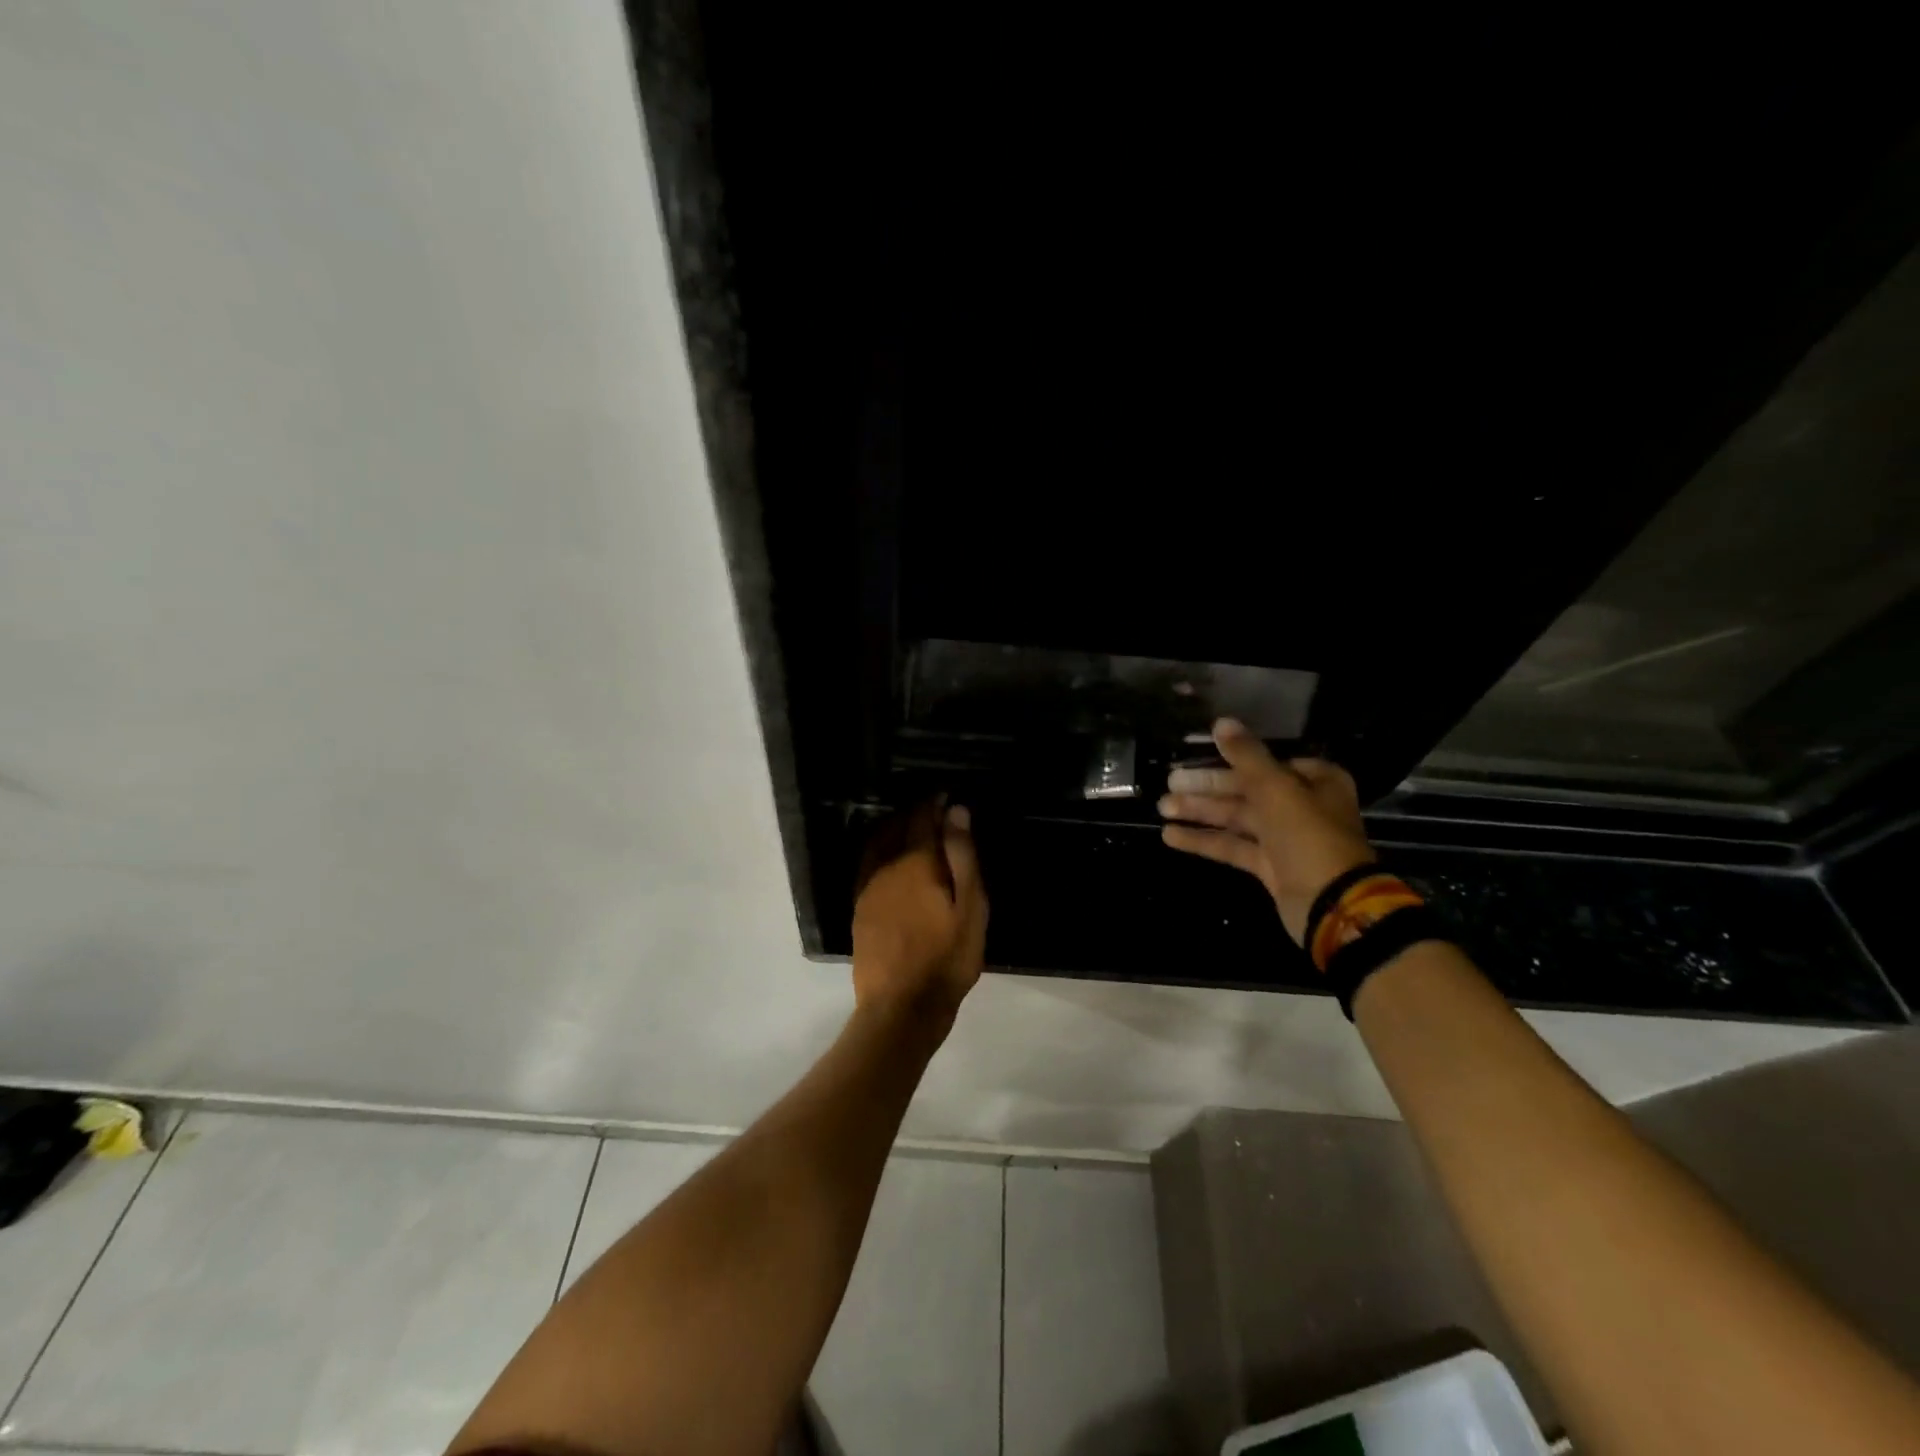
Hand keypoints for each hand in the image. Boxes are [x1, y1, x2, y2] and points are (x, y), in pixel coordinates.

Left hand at [851, 800, 987, 1025]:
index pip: (922, 817)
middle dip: (914, 812)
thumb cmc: (946, 958)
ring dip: (894, 828)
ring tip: (911, 826)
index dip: (934, 802)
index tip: (945, 795)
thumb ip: (963, 857)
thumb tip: (956, 811)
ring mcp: (868, 887)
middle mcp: (886, 866)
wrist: (901, 1007)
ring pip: (877, 842)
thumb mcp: (970, 908)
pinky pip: (867, 864)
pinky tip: (889, 858)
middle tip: (932, 808)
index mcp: (917, 862)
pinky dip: (879, 850)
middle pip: (897, 825)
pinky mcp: (859, 907)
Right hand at [1158, 719, 1376, 944]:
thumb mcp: (1276, 788)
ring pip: (1236, 819)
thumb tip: (1221, 722)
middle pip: (1246, 790)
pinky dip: (1204, 840)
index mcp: (1313, 781)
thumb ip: (1246, 755)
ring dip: (1200, 813)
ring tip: (1162, 808)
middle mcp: (1301, 806)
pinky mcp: (1270, 867)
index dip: (1229, 759)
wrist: (1332, 904)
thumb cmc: (1308, 835)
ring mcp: (1285, 839)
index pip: (1264, 763)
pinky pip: (1233, 847)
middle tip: (1170, 783)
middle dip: (1206, 788)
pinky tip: (1171, 836)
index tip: (1195, 757)